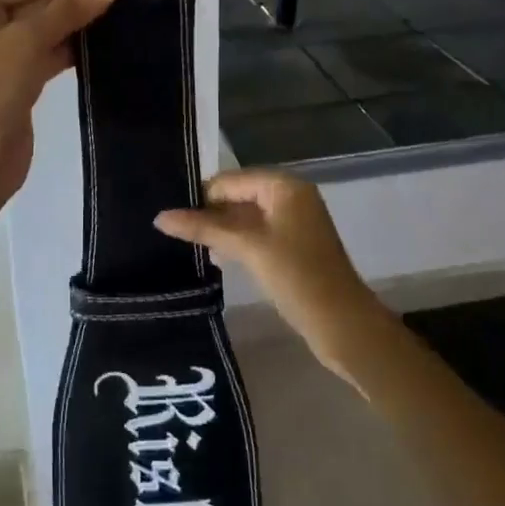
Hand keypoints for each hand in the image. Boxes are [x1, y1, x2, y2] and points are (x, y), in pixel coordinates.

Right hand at [156, 169, 382, 385]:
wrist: (344, 325)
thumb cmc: (297, 276)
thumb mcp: (247, 248)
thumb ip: (204, 229)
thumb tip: (159, 217)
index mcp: (284, 185)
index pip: (230, 180)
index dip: (201, 197)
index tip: (171, 216)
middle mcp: (290, 196)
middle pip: (237, 195)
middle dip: (209, 213)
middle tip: (173, 231)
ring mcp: (293, 222)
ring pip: (245, 216)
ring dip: (220, 229)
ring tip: (187, 245)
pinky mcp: (293, 246)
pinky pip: (256, 233)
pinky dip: (236, 241)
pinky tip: (215, 257)